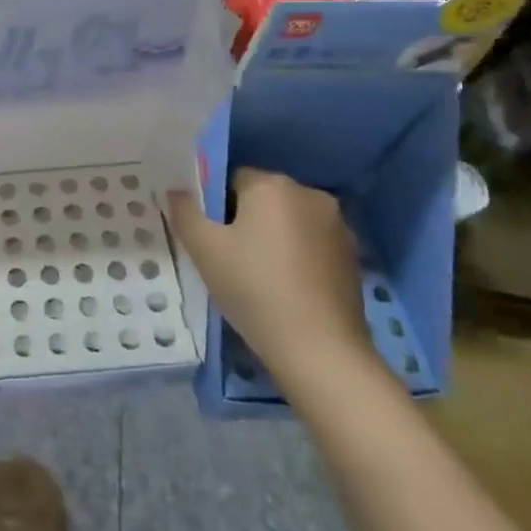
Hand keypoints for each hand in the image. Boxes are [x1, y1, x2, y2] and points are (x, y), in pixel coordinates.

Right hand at [169, 169, 380, 398]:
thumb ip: (185, 212)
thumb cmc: (254, 289)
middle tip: (228, 260)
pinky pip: (310, 245)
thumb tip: (177, 192)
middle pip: (262, 199)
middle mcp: (310, 194)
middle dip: (243, 222)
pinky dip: (295, 258)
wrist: (320, 350)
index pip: (231, 179)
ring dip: (272, 239)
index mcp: (273, 184)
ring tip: (257, 279)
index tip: (210, 240)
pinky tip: (285, 290)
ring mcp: (338, 226)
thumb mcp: (203, 249)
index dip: (214, 207)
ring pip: (288, 222)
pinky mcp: (352, 257)